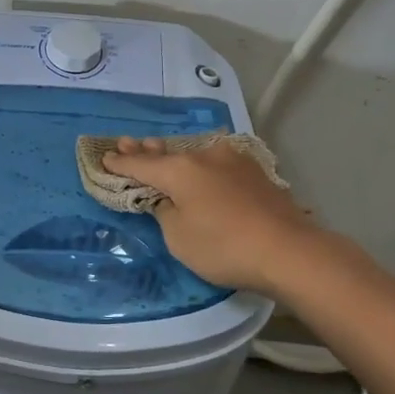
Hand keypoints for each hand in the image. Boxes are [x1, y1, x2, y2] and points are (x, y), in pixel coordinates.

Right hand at [102, 137, 316, 296]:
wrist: (288, 251)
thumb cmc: (224, 247)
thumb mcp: (178, 237)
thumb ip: (165, 212)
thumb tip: (169, 199)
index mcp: (179, 169)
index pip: (141, 164)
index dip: (121, 163)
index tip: (106, 157)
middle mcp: (204, 156)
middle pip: (168, 153)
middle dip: (146, 150)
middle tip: (127, 142)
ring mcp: (233, 161)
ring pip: (195, 155)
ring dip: (176, 156)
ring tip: (160, 151)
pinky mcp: (255, 172)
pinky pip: (216, 164)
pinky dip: (201, 166)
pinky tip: (201, 167)